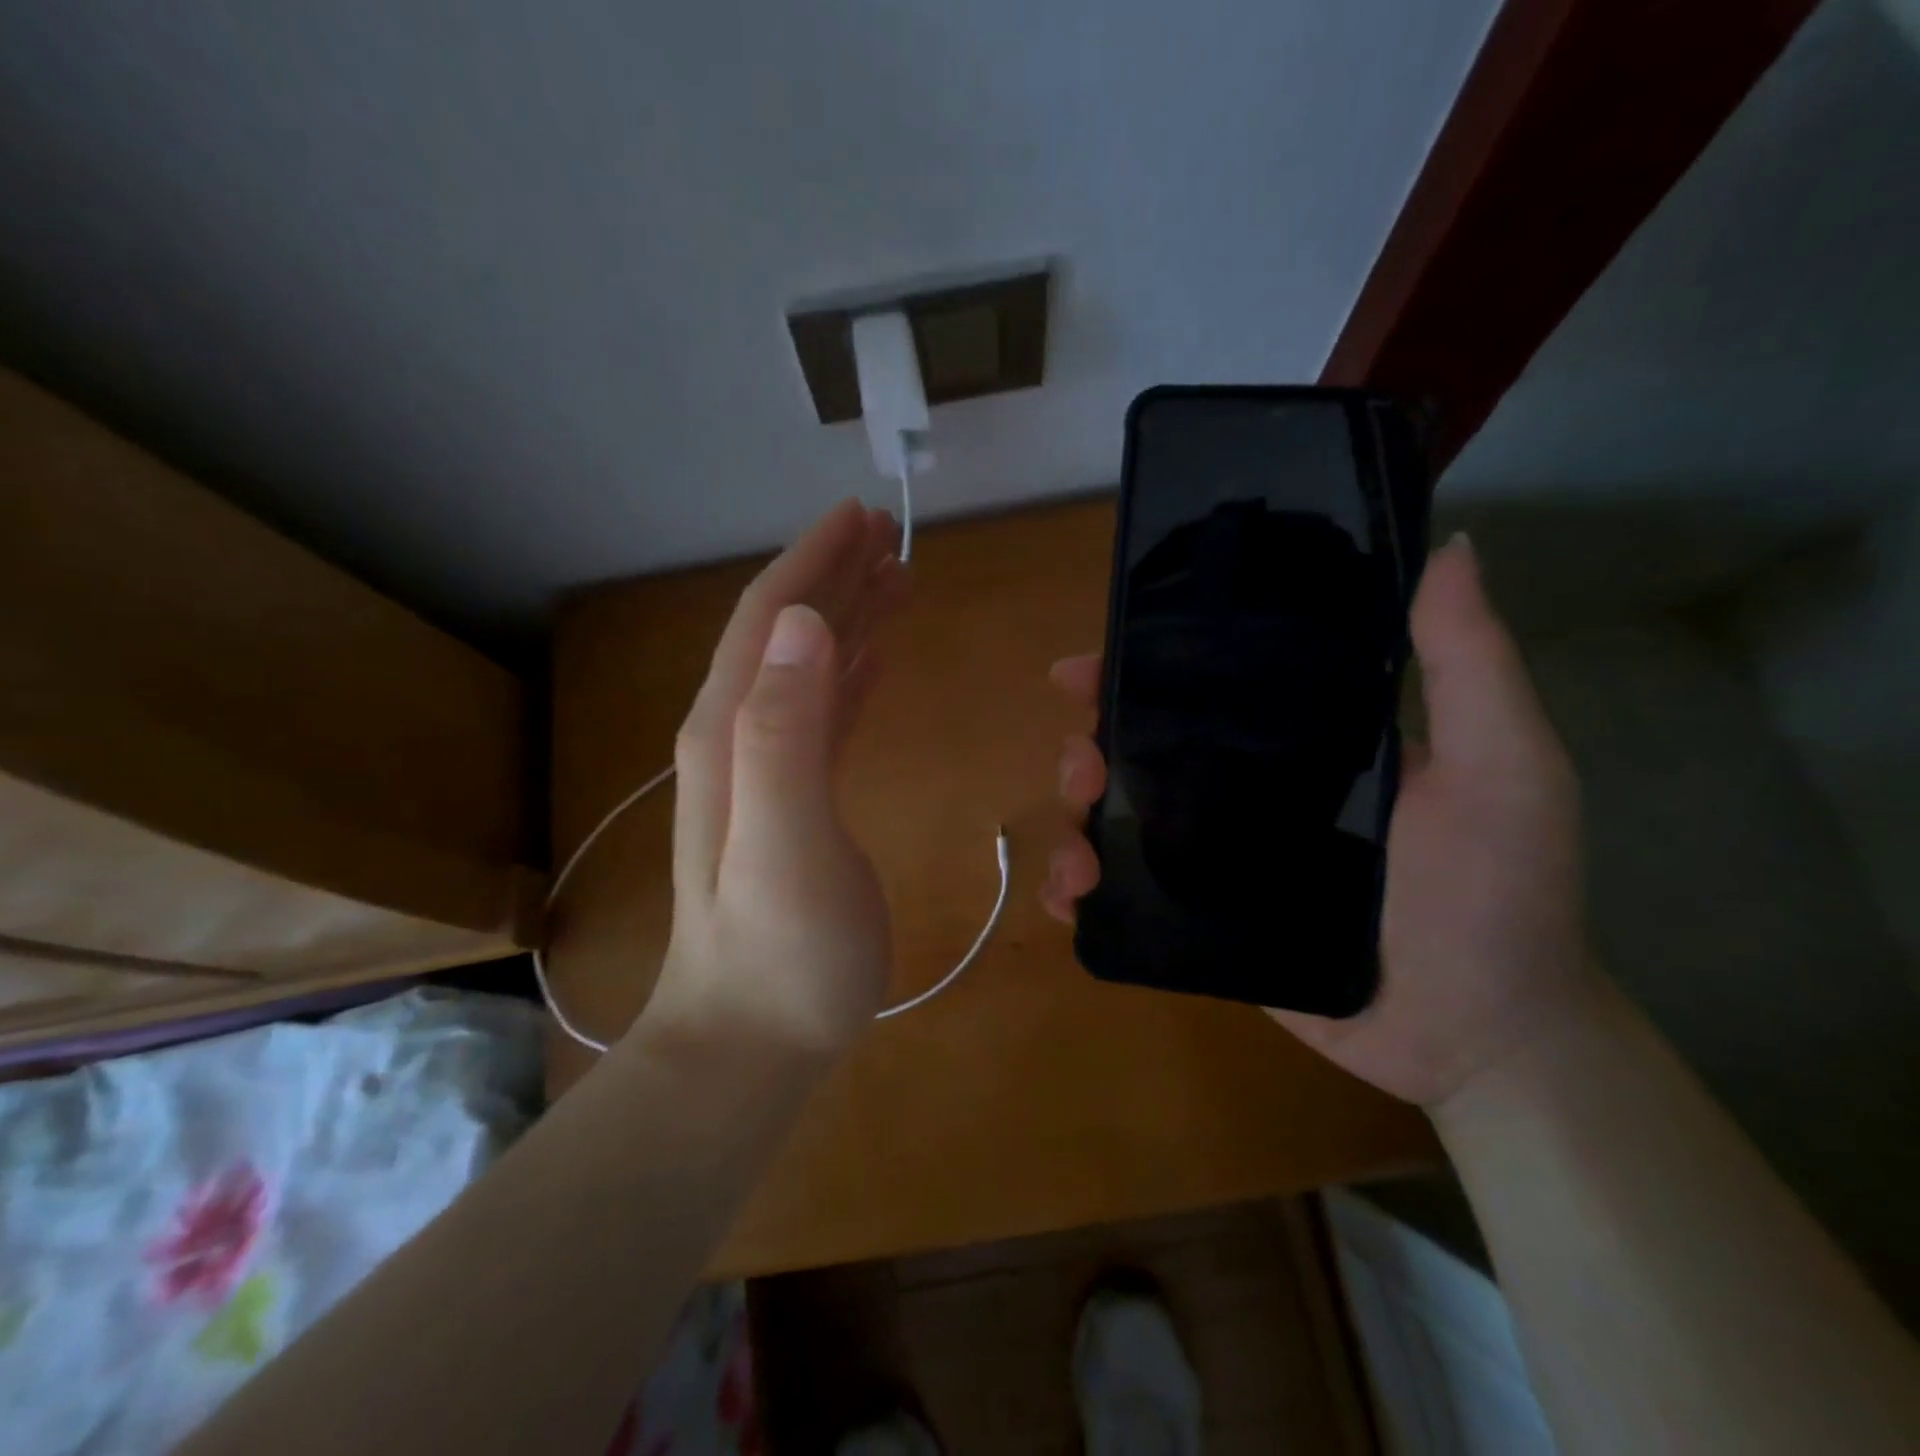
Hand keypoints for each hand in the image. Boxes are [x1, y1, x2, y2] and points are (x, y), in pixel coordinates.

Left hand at [642, 500, 909, 1061]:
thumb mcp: (784, 841)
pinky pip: (826, 714)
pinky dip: (852, 673)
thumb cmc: (780, 952)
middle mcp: (743, 737)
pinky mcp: (798, 801)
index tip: (862, 514)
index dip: (812, 560)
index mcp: (735, 732)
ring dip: (848, 616)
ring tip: (897, 578)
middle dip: (835, 574)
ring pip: (810, 666)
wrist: (750, 1040)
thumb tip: (803, 622)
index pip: (770, 619)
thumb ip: (785, 730)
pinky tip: (876, 658)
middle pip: (788, 632)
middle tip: (890, 534)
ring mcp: (768, 771)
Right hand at [1044, 535, 1596, 1109]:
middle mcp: (1245, 790)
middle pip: (1140, 753)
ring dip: (1074, 824)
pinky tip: (1071, 898)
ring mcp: (1216, 858)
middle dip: (1089, 751)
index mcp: (1297, 741)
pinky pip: (1126, 896)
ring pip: (1119, 822)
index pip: (1202, 689)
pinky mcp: (1202, 920)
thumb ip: (1469, 665)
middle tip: (1082, 768)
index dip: (1137, 670)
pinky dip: (1081, 891)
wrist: (1480, 1034)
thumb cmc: (1498, 895)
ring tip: (1077, 851)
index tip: (1083, 669)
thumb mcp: (1502, 766)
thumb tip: (1448, 546)